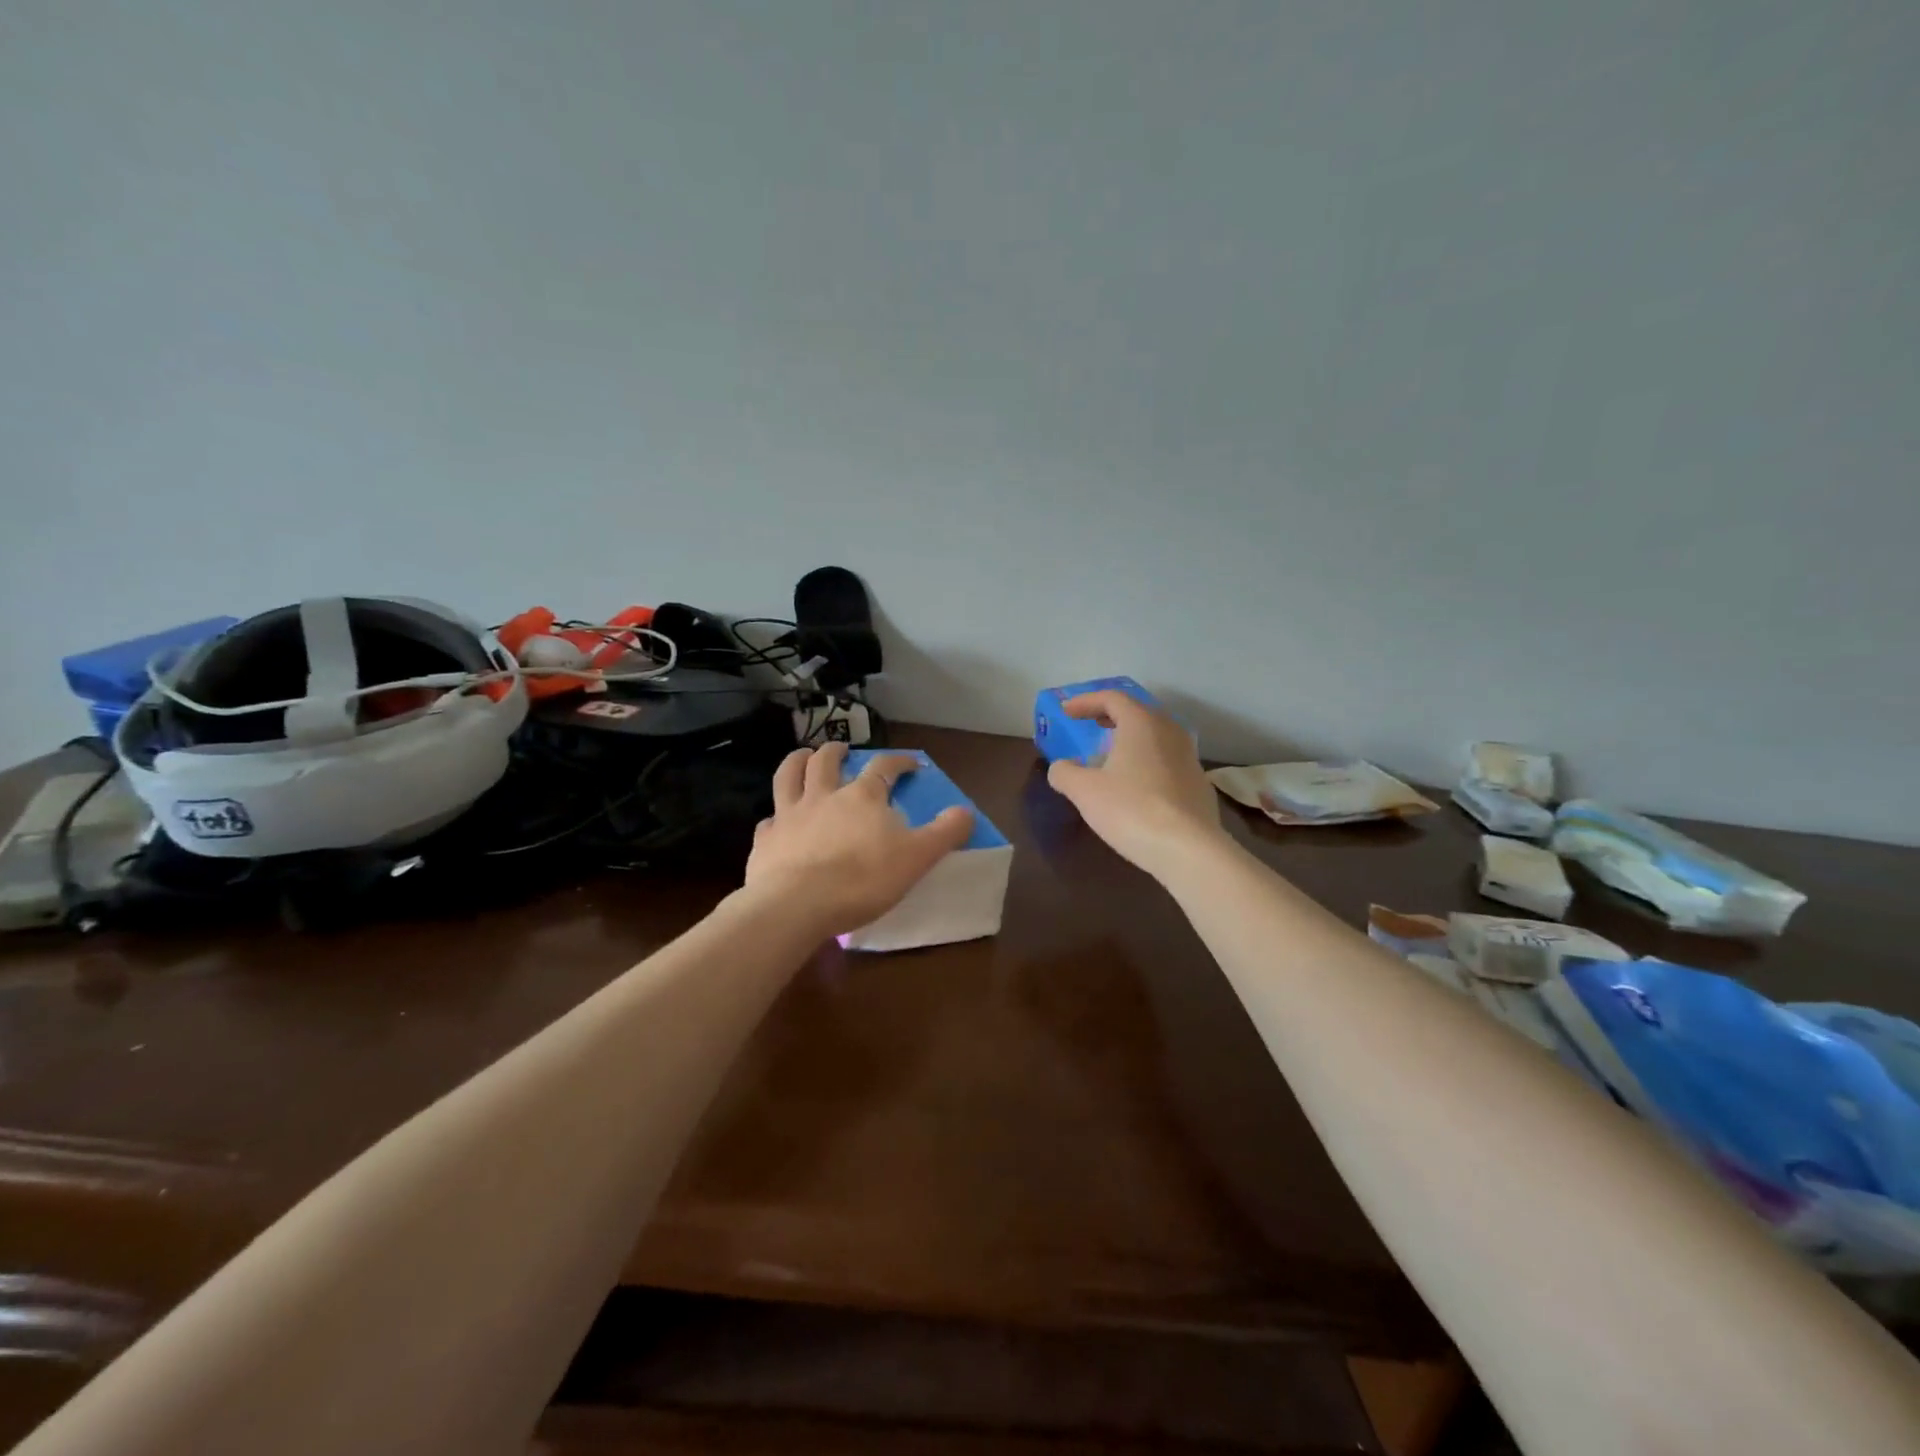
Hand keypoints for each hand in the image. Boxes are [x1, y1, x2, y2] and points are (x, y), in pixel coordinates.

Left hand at [743, 742, 975, 936]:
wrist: (796, 905)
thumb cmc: (862, 880)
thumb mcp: (917, 858)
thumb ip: (945, 833)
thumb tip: (966, 811)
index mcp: (862, 797)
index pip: (884, 767)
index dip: (899, 762)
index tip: (911, 764)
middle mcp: (823, 796)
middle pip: (827, 761)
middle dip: (837, 751)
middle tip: (842, 749)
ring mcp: (790, 816)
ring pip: (789, 776)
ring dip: (796, 761)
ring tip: (802, 756)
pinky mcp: (765, 840)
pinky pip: (768, 821)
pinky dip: (774, 817)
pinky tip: (776, 822)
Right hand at [1046, 691, 1226, 879]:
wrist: (1188, 849)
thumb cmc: (1131, 809)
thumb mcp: (1085, 791)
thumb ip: (1065, 773)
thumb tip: (1061, 768)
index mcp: (1141, 723)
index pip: (1112, 698)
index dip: (1086, 701)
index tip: (1066, 711)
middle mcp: (1170, 732)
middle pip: (1139, 712)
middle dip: (1112, 715)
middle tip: (1092, 723)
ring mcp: (1189, 758)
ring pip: (1157, 735)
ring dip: (1132, 738)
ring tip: (1113, 753)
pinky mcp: (1199, 784)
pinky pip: (1168, 760)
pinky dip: (1147, 760)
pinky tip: (1137, 784)